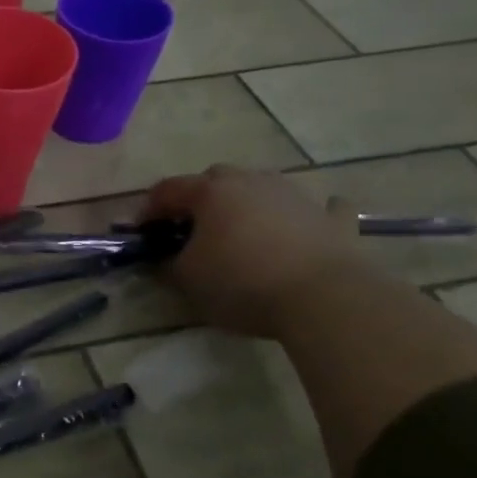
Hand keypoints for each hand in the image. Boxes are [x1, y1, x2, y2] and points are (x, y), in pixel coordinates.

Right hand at [141, 165, 373, 337]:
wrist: (325, 299)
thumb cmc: (242, 283)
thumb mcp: (187, 280)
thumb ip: (166, 265)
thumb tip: (161, 259)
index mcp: (211, 192)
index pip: (168, 190)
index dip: (149, 209)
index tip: (142, 233)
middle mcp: (252, 182)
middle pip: (216, 179)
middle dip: (199, 198)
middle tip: (191, 228)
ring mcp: (296, 196)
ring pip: (263, 187)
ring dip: (248, 202)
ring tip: (241, 231)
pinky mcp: (334, 220)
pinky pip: (320, 208)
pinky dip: (308, 215)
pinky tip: (305, 225)